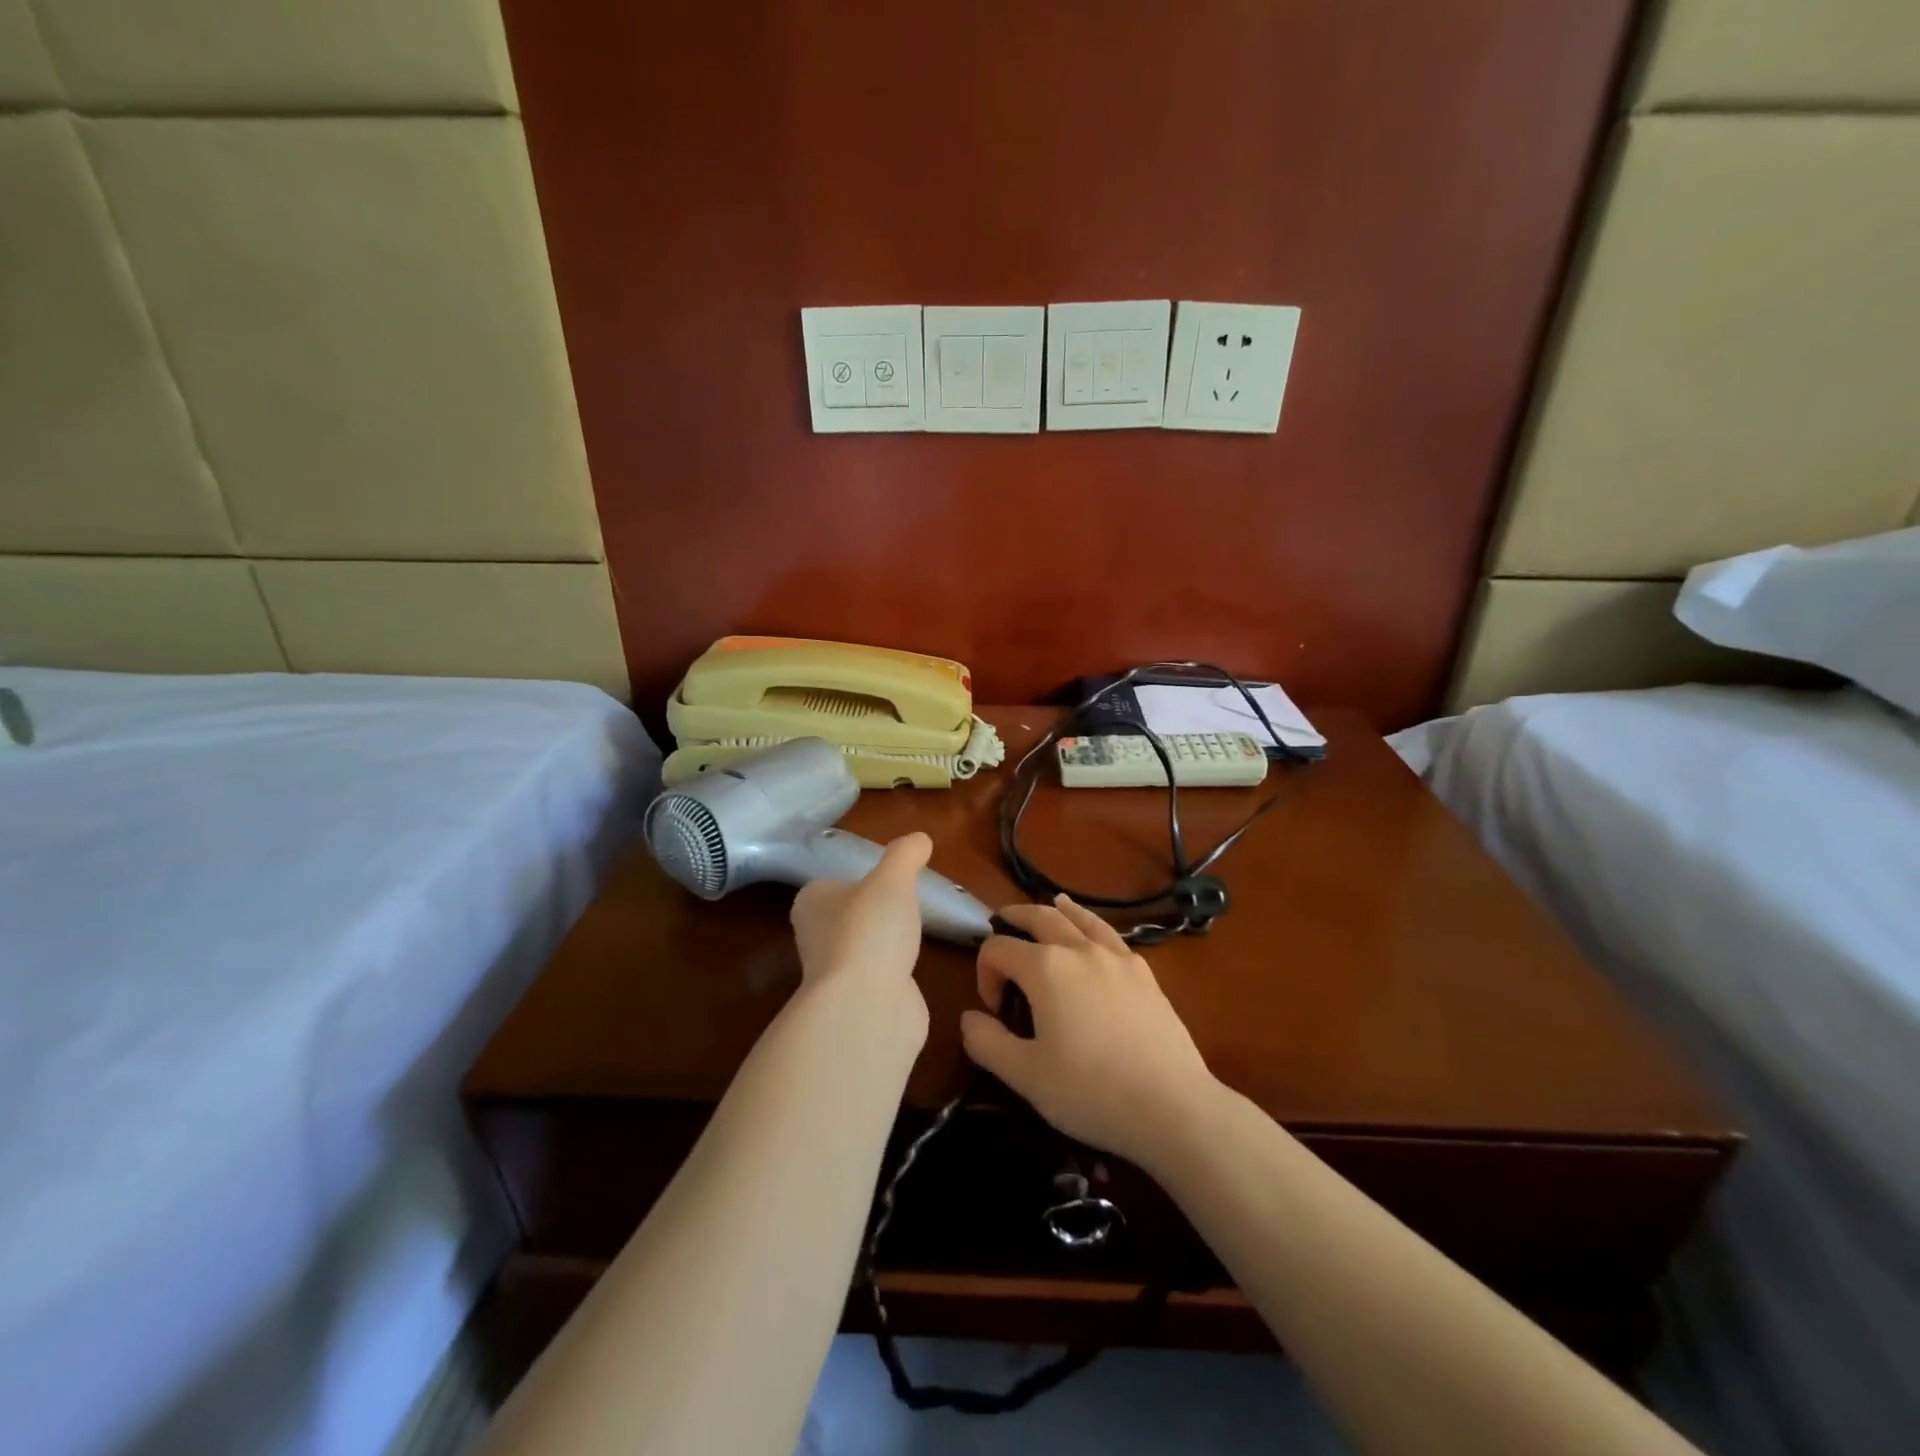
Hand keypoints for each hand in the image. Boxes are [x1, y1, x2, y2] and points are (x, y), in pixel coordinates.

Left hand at [789, 833, 932, 1044]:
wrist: (866, 1008)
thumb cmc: (869, 931)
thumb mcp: (892, 879)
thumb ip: (905, 855)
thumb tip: (920, 838)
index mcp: (812, 903)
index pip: (831, 884)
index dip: (858, 880)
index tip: (888, 879)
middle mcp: (816, 937)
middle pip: (848, 917)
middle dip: (874, 913)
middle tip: (907, 903)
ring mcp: (837, 974)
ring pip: (865, 948)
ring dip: (886, 944)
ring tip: (915, 934)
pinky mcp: (859, 1003)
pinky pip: (881, 978)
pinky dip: (896, 973)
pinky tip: (915, 968)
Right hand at [960, 896, 1218, 1168]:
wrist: (1172, 1106)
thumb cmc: (1091, 1092)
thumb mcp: (1025, 1076)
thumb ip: (987, 1042)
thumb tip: (970, 1017)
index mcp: (1045, 968)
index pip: (998, 949)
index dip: (984, 973)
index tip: (993, 1010)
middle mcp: (1079, 950)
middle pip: (1039, 918)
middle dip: (1015, 919)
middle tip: (1001, 925)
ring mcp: (1117, 958)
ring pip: (1081, 919)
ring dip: (1057, 910)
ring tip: (1051, 904)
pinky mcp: (1145, 974)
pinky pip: (1111, 936)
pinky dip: (1093, 925)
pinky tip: (1095, 937)